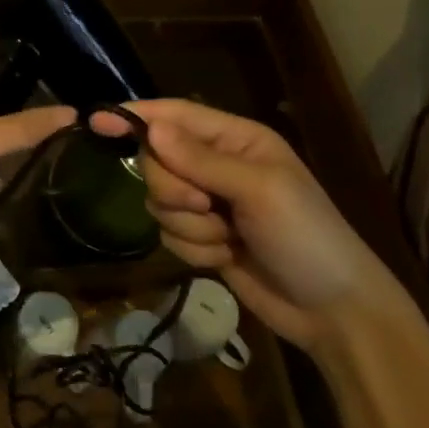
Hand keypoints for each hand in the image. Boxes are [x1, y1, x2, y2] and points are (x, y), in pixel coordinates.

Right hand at [93, 99, 389, 348]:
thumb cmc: (306, 237)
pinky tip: (226, 258)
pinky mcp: (203, 237)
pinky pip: (168, 233)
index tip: (95, 121)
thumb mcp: (259, 191)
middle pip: (157, 161)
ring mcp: (209, 203)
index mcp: (237, 139)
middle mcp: (218, 165)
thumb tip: (149, 128)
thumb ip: (200, 160)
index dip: (135, 117)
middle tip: (206, 206)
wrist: (334, 311)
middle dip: (174, 189)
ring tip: (228, 238)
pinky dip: (194, 248)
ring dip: (189, 225)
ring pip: (159, 201)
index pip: (174, 116)